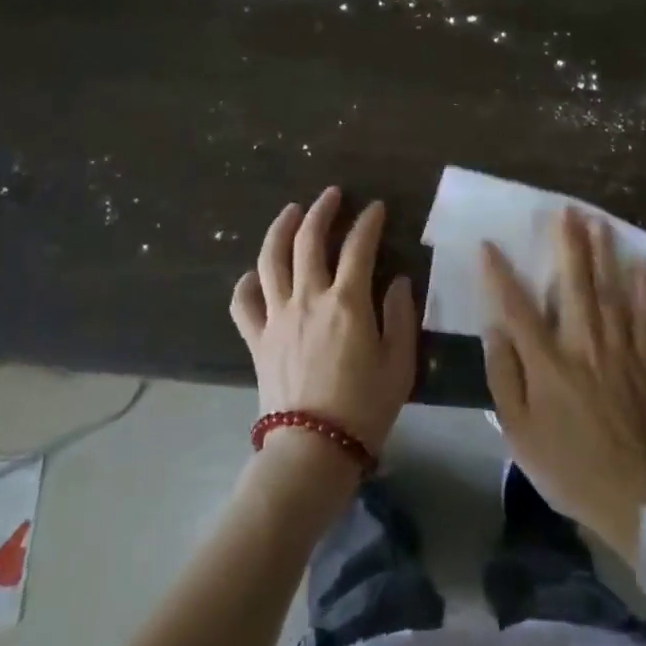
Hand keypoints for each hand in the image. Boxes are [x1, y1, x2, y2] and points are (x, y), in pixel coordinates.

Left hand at [229, 187, 417, 457]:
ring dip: (281, 229)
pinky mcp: (257, 338)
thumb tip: (399, 283)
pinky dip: (248, 281)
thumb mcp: (399, 364)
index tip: (376, 207)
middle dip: (322, 210)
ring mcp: (277, 316)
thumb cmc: (364, 408)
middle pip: (309, 240)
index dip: (368, 222)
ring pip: (272, 259)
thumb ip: (401, 317)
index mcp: (347, 302)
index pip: (359, 246)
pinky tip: (256, 273)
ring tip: (291, 211)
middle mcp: (308, 298)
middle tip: (332, 195)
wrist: (312, 451)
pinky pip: (243, 302)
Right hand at [482, 209, 645, 563]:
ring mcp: (620, 352)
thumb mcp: (518, 432)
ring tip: (600, 222)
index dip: (501, 274)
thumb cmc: (567, 467)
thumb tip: (496, 329)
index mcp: (548, 363)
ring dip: (605, 254)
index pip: (518, 307)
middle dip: (569, 244)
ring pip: (611, 292)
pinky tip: (643, 265)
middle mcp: (584, 346)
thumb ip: (505, 376)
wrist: (635, 500)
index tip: (489, 244)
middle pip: (575, 285)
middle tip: (567, 210)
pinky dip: (645, 291)